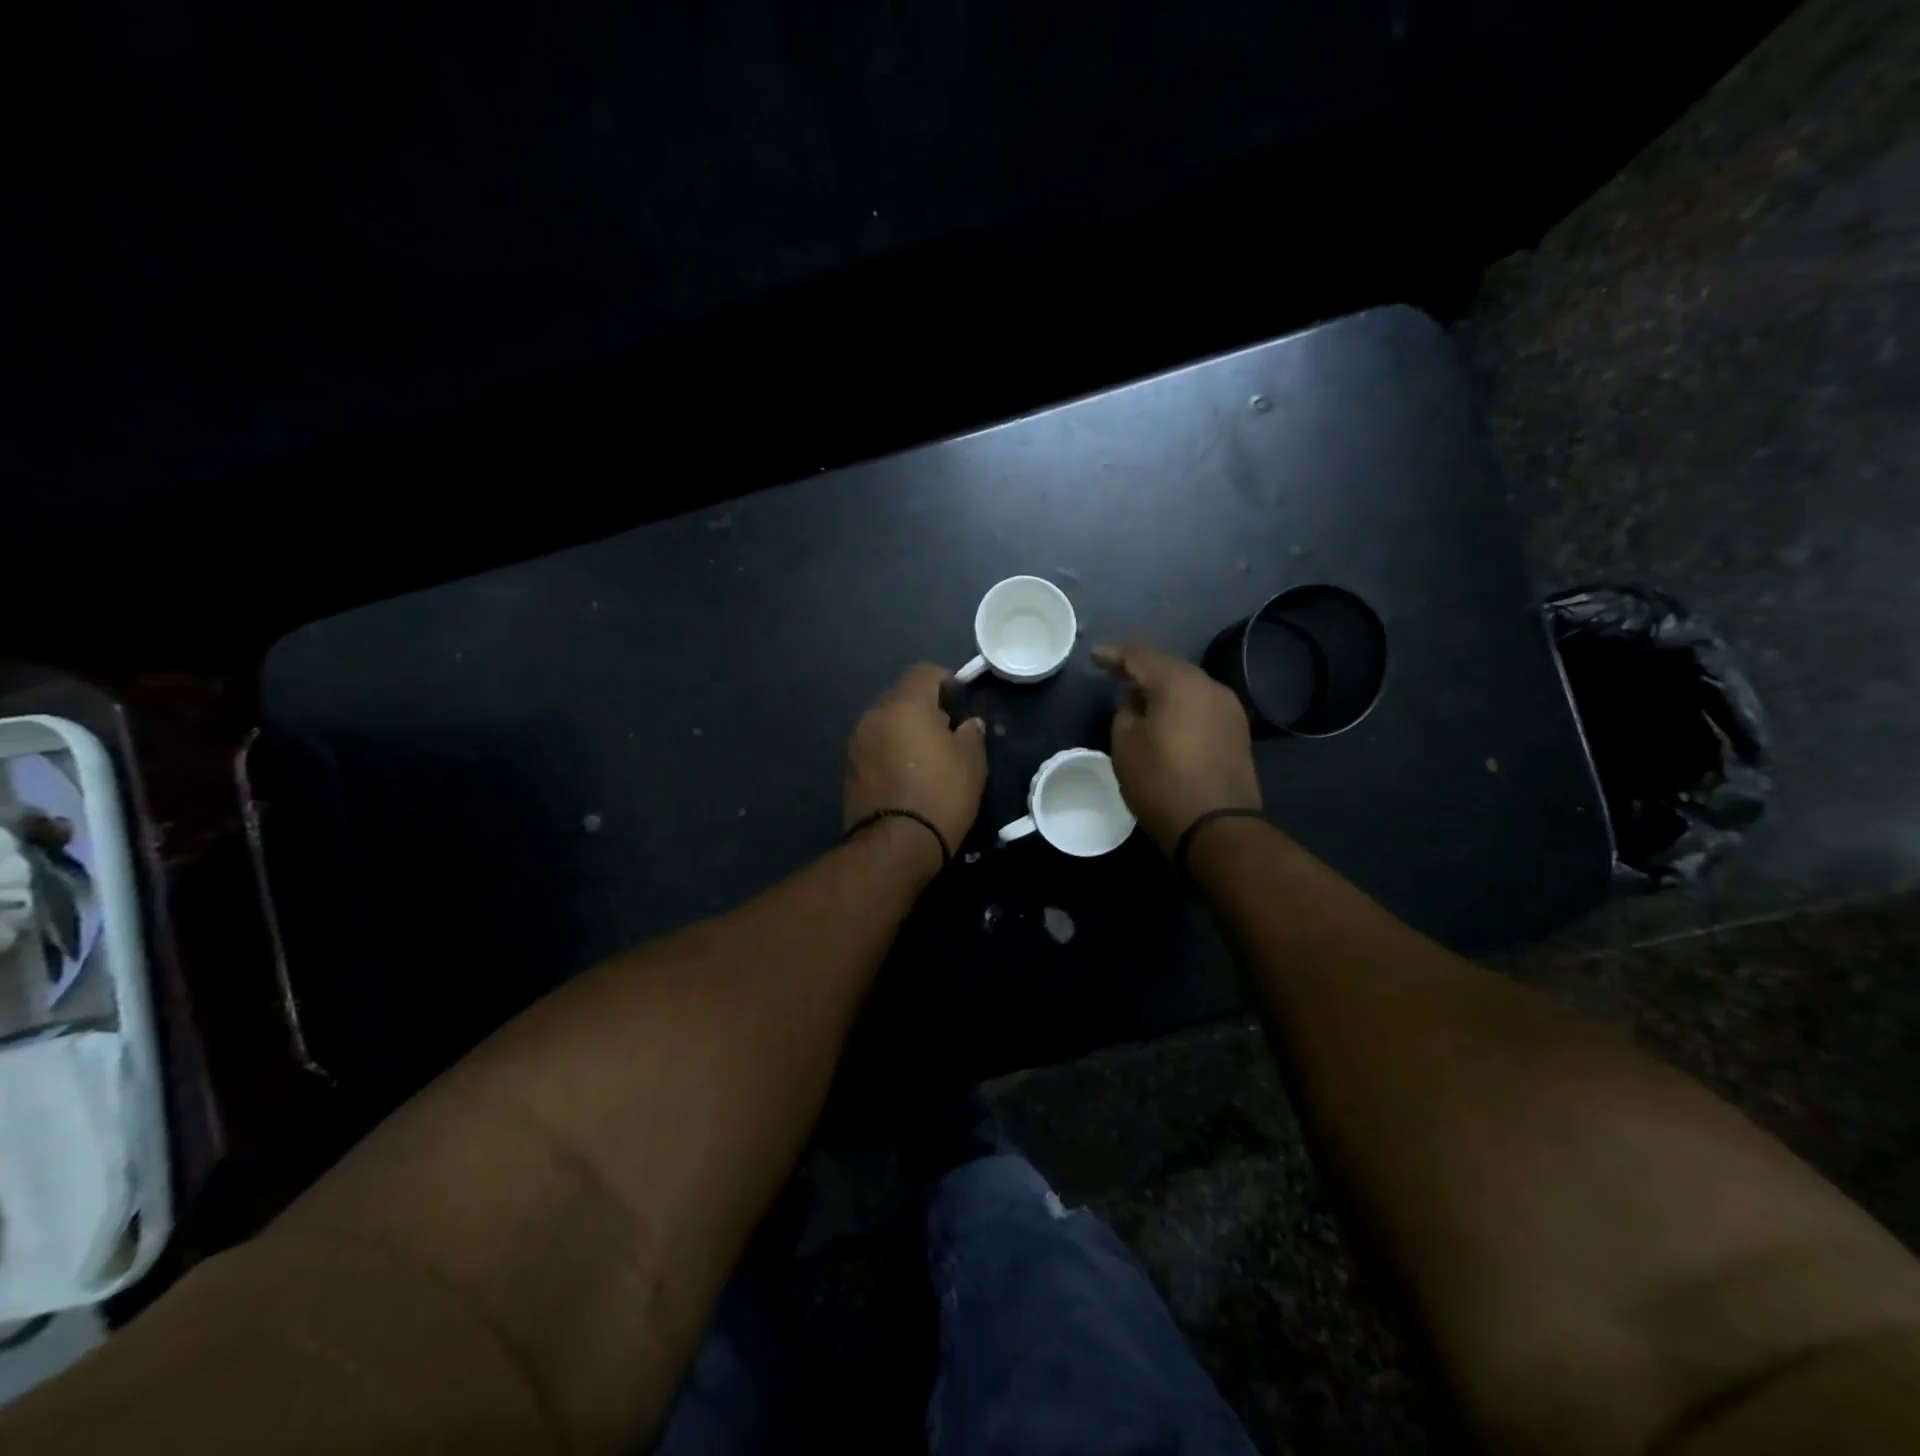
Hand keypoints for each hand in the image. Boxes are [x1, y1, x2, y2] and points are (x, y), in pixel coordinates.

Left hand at [843, 663, 988, 866]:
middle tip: (946, 731)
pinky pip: (874, 746)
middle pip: (900, 695)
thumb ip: (971, 734)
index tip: (959, 702)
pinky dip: (889, 750)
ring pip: (885, 721)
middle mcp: (875, 716)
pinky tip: (906, 774)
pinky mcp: (849, 768)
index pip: (922, 672)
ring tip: (926, 756)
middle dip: (923, 706)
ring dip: (904, 729)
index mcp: (905, 706)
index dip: (944, 680)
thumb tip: (969, 724)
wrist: (895, 845)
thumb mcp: (971, 763)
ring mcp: (857, 742)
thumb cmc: (941, 795)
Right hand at [1095, 641, 1261, 854]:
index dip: (1114, 655)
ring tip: (1137, 694)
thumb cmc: (1161, 783)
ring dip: (1161, 686)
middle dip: (1140, 667)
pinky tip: (1164, 714)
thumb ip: (1125, 712)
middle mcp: (1208, 686)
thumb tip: (1134, 699)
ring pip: (1187, 685)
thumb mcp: (1126, 746)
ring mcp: (1228, 708)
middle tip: (1114, 670)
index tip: (1094, 656)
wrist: (1217, 826)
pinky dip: (1179, 703)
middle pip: (1168, 666)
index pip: (1140, 656)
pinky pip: (1200, 704)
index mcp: (1178, 683)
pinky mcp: (1236, 730)